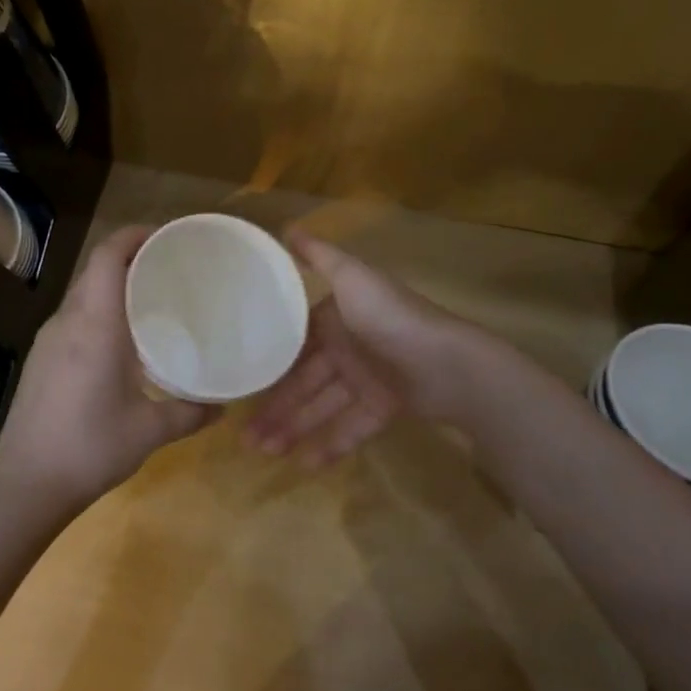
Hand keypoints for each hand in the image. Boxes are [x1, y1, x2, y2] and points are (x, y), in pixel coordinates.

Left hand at [0, 225, 218, 515]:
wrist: (26, 484)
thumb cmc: (91, 448)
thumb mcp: (149, 431)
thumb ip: (190, 413)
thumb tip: (224, 407)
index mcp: (94, 325)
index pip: (108, 256)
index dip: (134, 236)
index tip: (165, 238)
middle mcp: (66, 322)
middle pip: (95, 270)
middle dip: (129, 259)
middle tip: (168, 270)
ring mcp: (47, 341)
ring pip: (82, 295)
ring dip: (112, 287)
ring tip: (150, 302)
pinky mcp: (39, 360)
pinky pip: (73, 319)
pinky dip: (98, 312)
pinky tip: (120, 342)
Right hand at [246, 232, 471, 463]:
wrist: (450, 364)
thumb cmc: (392, 318)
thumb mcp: (353, 279)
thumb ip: (320, 257)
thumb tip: (285, 226)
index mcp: (336, 318)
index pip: (293, 344)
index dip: (268, 365)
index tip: (239, 385)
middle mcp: (347, 348)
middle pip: (304, 382)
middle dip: (276, 408)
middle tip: (245, 438)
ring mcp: (367, 380)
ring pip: (322, 408)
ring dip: (294, 429)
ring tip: (264, 452)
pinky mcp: (385, 408)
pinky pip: (351, 428)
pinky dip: (330, 444)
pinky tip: (304, 464)